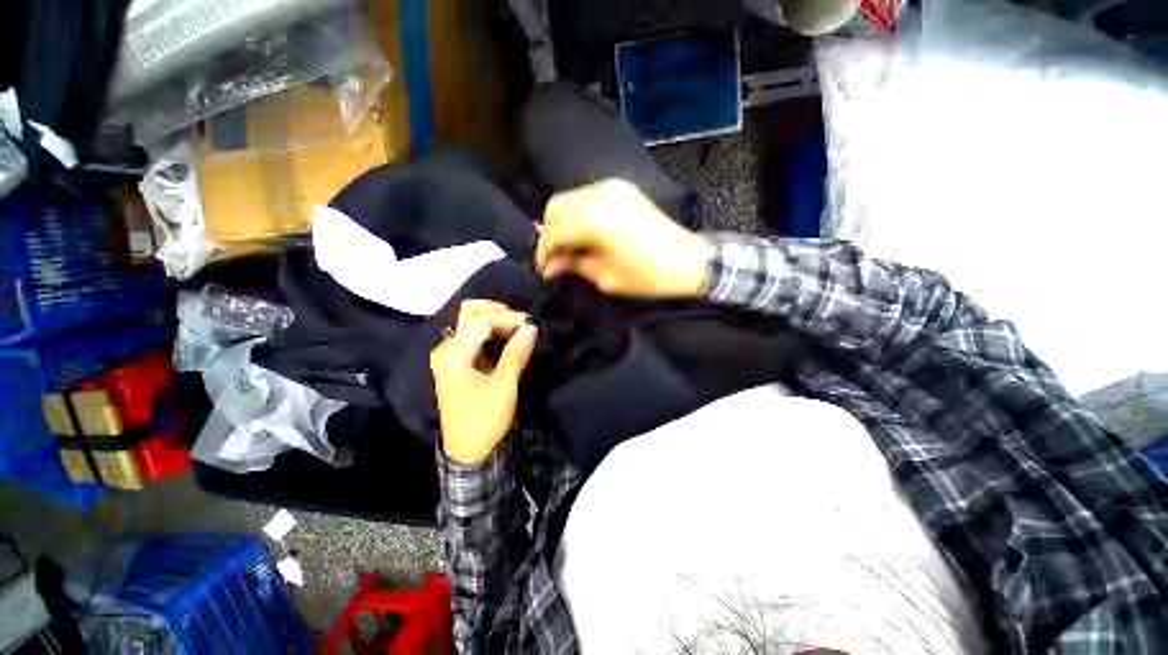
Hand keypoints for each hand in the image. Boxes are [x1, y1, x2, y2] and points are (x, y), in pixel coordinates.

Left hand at [430, 300, 538, 464]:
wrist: (469, 452)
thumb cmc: (484, 420)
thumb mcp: (503, 387)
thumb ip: (516, 354)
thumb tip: (531, 327)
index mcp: (452, 354)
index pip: (481, 321)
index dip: (508, 319)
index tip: (531, 325)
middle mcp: (449, 349)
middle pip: (470, 313)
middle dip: (499, 312)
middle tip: (523, 323)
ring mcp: (454, 355)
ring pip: (475, 323)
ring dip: (499, 322)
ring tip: (521, 330)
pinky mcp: (464, 363)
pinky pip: (479, 337)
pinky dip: (497, 333)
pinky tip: (512, 339)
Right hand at [536, 178, 709, 297]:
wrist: (687, 260)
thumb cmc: (647, 276)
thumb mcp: (605, 277)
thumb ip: (573, 265)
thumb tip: (549, 267)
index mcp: (594, 222)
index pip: (553, 233)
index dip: (544, 253)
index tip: (545, 270)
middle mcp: (598, 196)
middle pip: (555, 208)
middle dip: (550, 234)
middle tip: (557, 258)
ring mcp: (611, 188)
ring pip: (569, 199)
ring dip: (564, 223)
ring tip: (571, 247)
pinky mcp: (621, 188)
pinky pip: (587, 196)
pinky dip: (579, 213)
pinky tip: (586, 233)